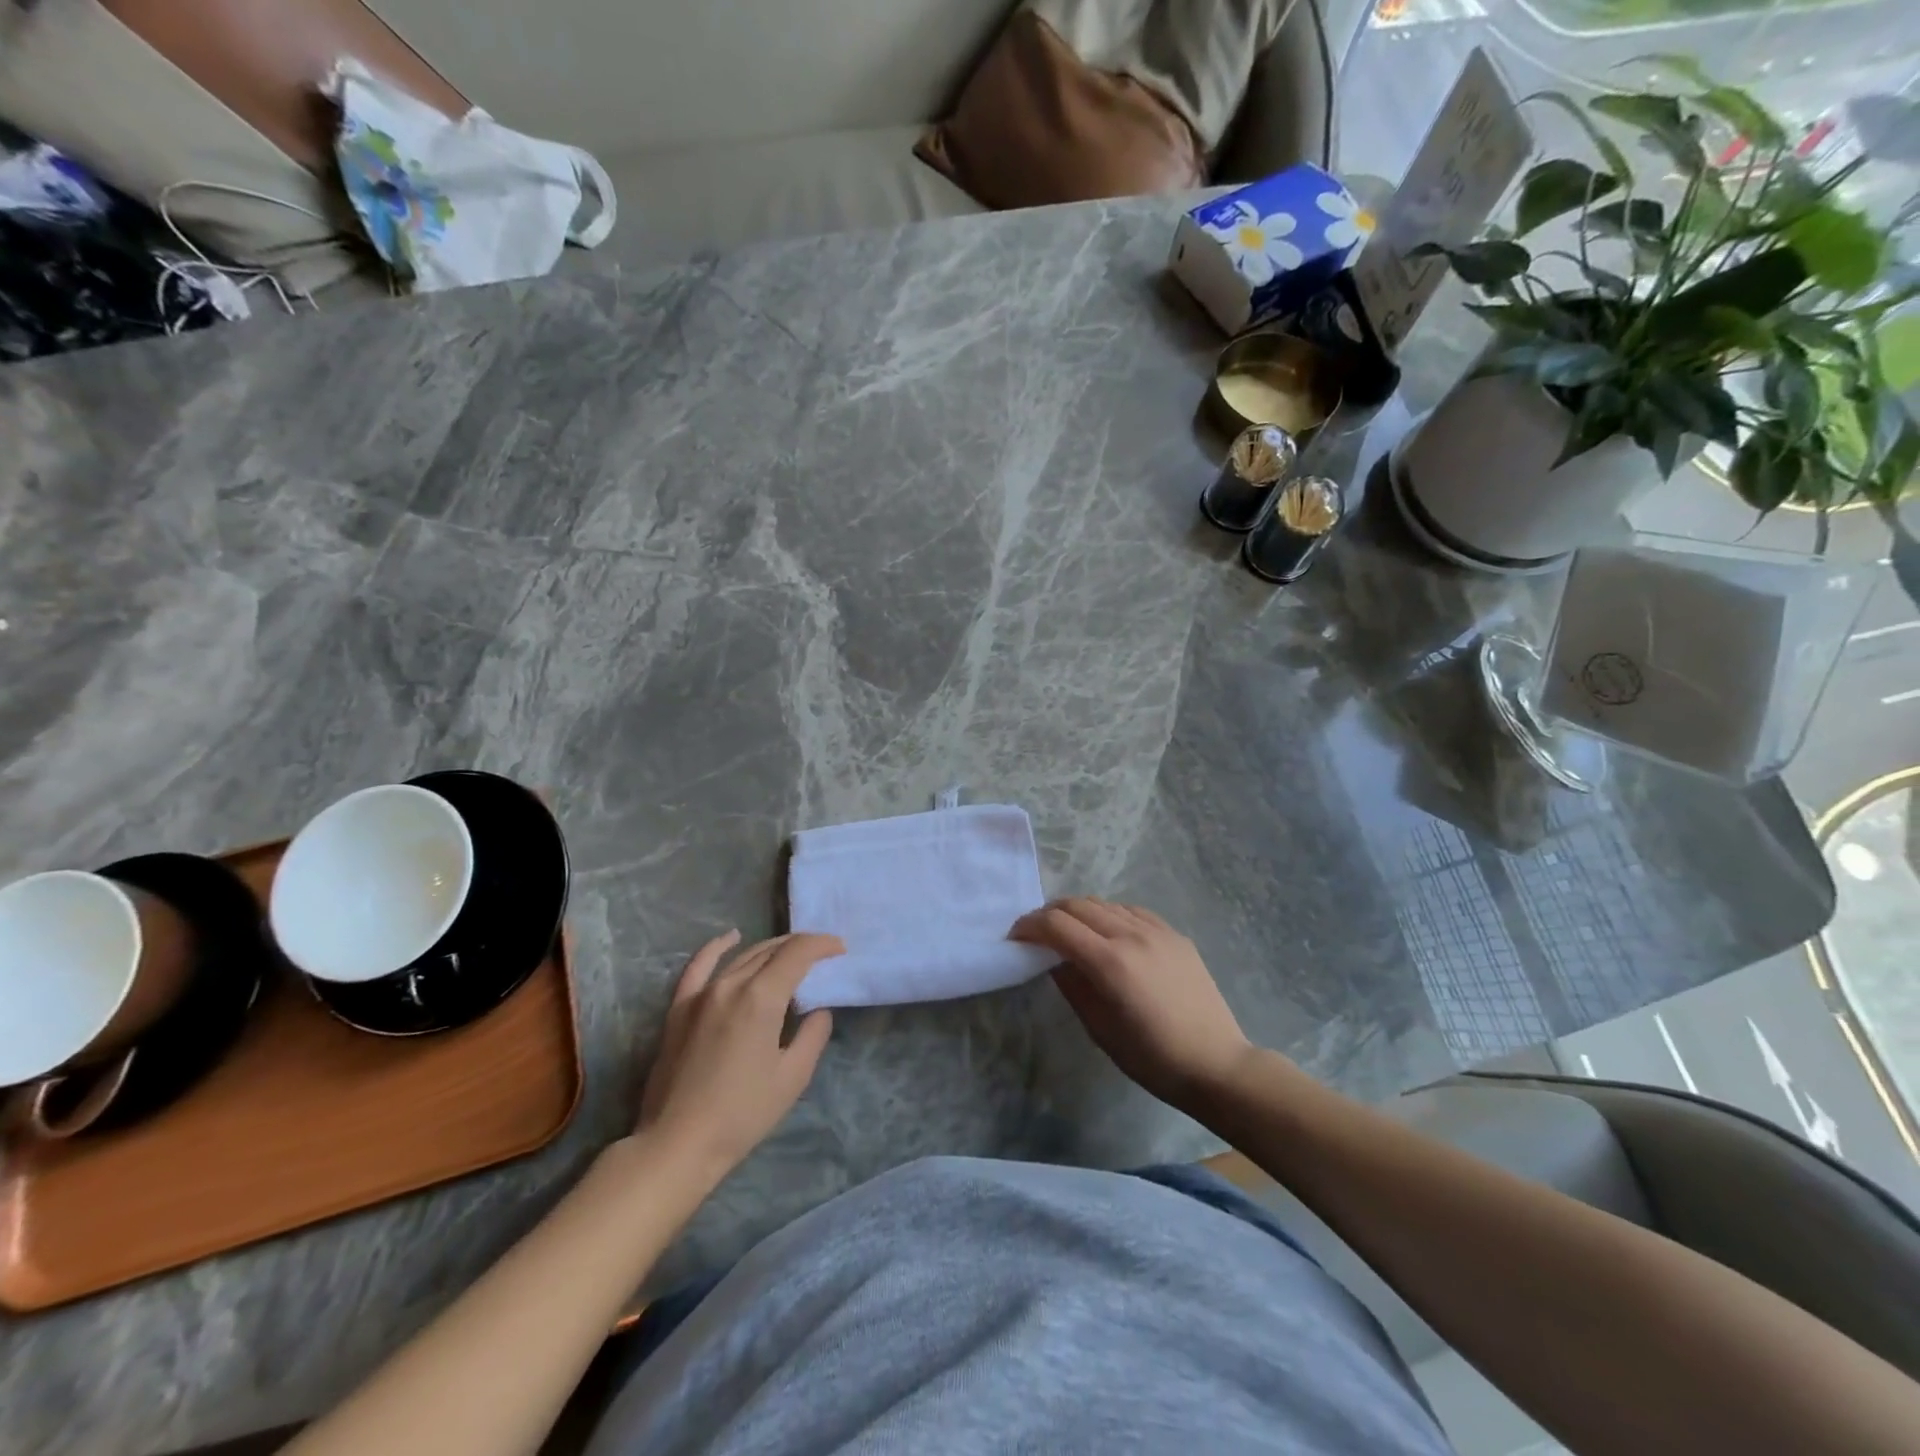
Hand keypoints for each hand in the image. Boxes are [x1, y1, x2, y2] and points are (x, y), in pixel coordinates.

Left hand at [637, 931, 841, 1175]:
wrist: (677, 1143)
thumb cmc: (742, 1114)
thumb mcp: (793, 1077)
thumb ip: (812, 1035)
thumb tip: (817, 1010)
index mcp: (761, 998)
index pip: (797, 954)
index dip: (822, 945)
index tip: (840, 949)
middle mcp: (731, 985)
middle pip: (771, 950)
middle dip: (800, 946)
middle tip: (822, 954)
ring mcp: (701, 994)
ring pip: (743, 957)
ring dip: (771, 949)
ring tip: (790, 952)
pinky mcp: (680, 1008)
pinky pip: (699, 966)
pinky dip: (717, 947)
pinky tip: (731, 937)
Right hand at [1012, 898, 1254, 1110]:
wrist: (1216, 1064)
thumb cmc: (1152, 1058)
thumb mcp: (1099, 1029)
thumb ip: (1071, 985)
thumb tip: (1050, 959)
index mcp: (1110, 962)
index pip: (1056, 925)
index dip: (1029, 926)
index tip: (1015, 937)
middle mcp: (1132, 935)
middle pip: (1077, 905)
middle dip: (1049, 914)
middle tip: (1037, 933)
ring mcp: (1157, 931)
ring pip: (1104, 903)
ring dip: (1079, 912)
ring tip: (1070, 933)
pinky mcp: (1175, 934)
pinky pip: (1132, 911)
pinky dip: (1110, 915)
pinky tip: (1108, 933)